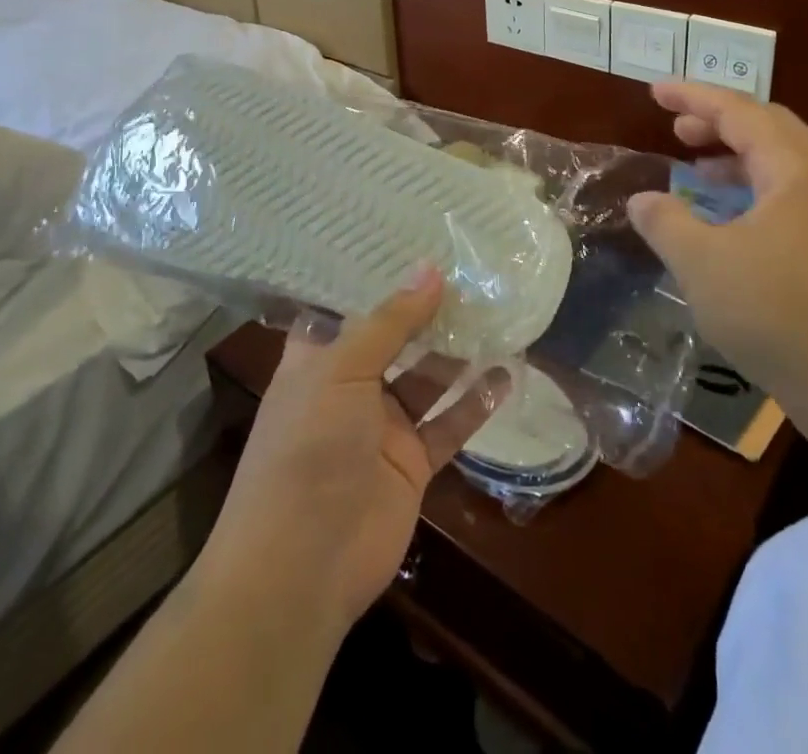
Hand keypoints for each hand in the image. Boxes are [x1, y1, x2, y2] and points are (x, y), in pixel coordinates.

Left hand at [198, 266, 508, 634]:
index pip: (347, 307)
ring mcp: (383, 426)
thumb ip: (390, 321)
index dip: (378, 279)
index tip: (415, 243)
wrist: (301, 565)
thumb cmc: (308, 447)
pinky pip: (449, 424)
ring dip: (458, 352)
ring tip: (495, 313)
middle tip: (471, 272)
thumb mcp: (342, 369)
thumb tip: (431, 269)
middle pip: (395, 339)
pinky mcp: (411, 463)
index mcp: (318, 359)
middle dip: (428, 311)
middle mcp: (350, 387)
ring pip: (427, 378)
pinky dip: (476, 402)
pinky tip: (507, 374)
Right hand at [626, 80, 807, 420]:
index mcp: (795, 172)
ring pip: (781, 164)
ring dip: (735, 156)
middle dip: (719, 120)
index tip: (655, 91)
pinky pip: (787, 196)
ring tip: (695, 169)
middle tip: (677, 128)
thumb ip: (665, 222)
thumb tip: (642, 201)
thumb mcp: (702, 264)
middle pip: (769, 128)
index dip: (693, 97)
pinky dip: (750, 190)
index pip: (740, 112)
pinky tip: (726, 220)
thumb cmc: (777, 314)